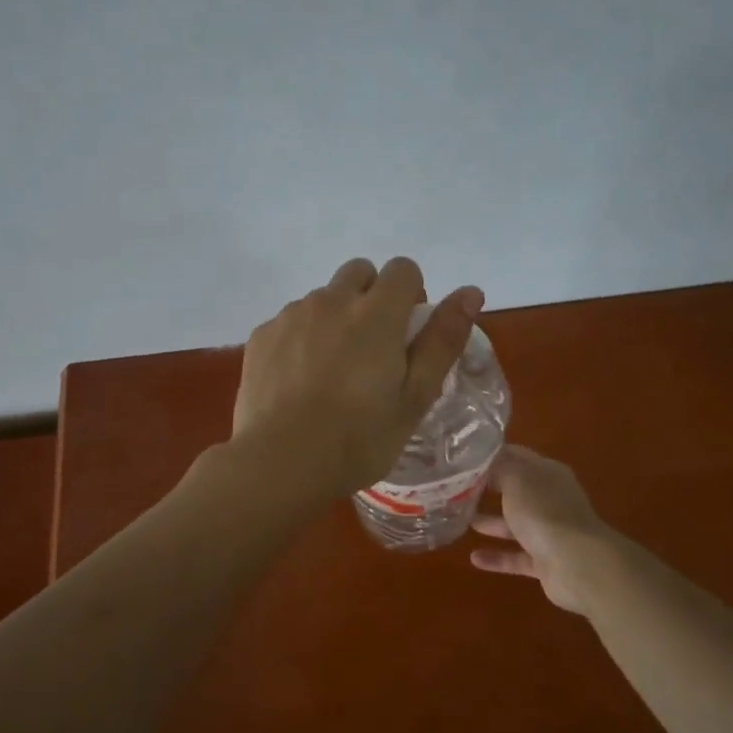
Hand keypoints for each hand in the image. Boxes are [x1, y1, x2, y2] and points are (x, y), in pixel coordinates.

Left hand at [231, 256, 484, 498]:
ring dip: (335, 318)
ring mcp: (291, 315)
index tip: (407, 334)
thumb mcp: (415, 396)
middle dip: (372, 297)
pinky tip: (300, 381)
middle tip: (373, 350)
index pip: (403, 269)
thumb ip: (443, 340)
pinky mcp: (261, 336)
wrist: (280, 463)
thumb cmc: (359, 438)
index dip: (411, 295)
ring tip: (333, 372)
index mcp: (376, 313)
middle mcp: (331, 301)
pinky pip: (291, 320)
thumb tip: (470, 292)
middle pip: (360, 272)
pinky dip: (302, 338)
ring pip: (323, 297)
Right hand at [470, 445, 612, 613]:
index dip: (492, 454)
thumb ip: (499, 468)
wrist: (577, 563)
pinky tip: (474, 558)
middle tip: (457, 488)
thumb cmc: (543, 511)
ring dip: (491, 523)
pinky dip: (497, 557)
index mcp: (547, 472)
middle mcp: (551, 499)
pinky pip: (517, 557)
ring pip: (515, 524)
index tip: (464, 457)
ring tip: (462, 520)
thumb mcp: (515, 479)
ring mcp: (550, 531)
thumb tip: (486, 465)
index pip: (517, 455)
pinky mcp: (546, 561)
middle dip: (490, 488)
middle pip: (516, 490)